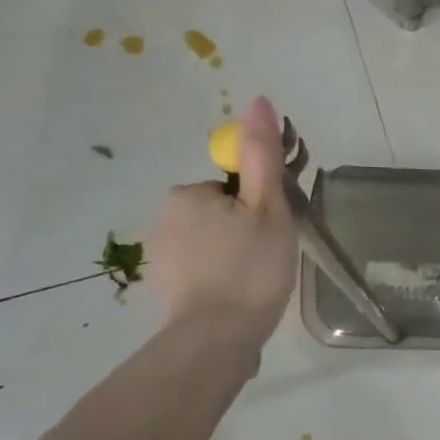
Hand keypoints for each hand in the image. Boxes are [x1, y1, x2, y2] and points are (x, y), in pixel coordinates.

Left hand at [148, 96, 297, 349]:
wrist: (218, 339)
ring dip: (236, 256)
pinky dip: (223, 279)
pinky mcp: (167, 291)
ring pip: (213, 243)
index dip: (261, 205)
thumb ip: (263, 155)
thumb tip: (258, 100)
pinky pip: (203, 271)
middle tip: (273, 257)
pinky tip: (241, 298)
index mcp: (188, 195)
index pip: (234, 188)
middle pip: (223, 214)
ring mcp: (162, 259)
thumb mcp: (267, 206)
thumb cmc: (250, 268)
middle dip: (248, 229)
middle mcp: (164, 220)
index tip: (277, 230)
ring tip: (260, 282)